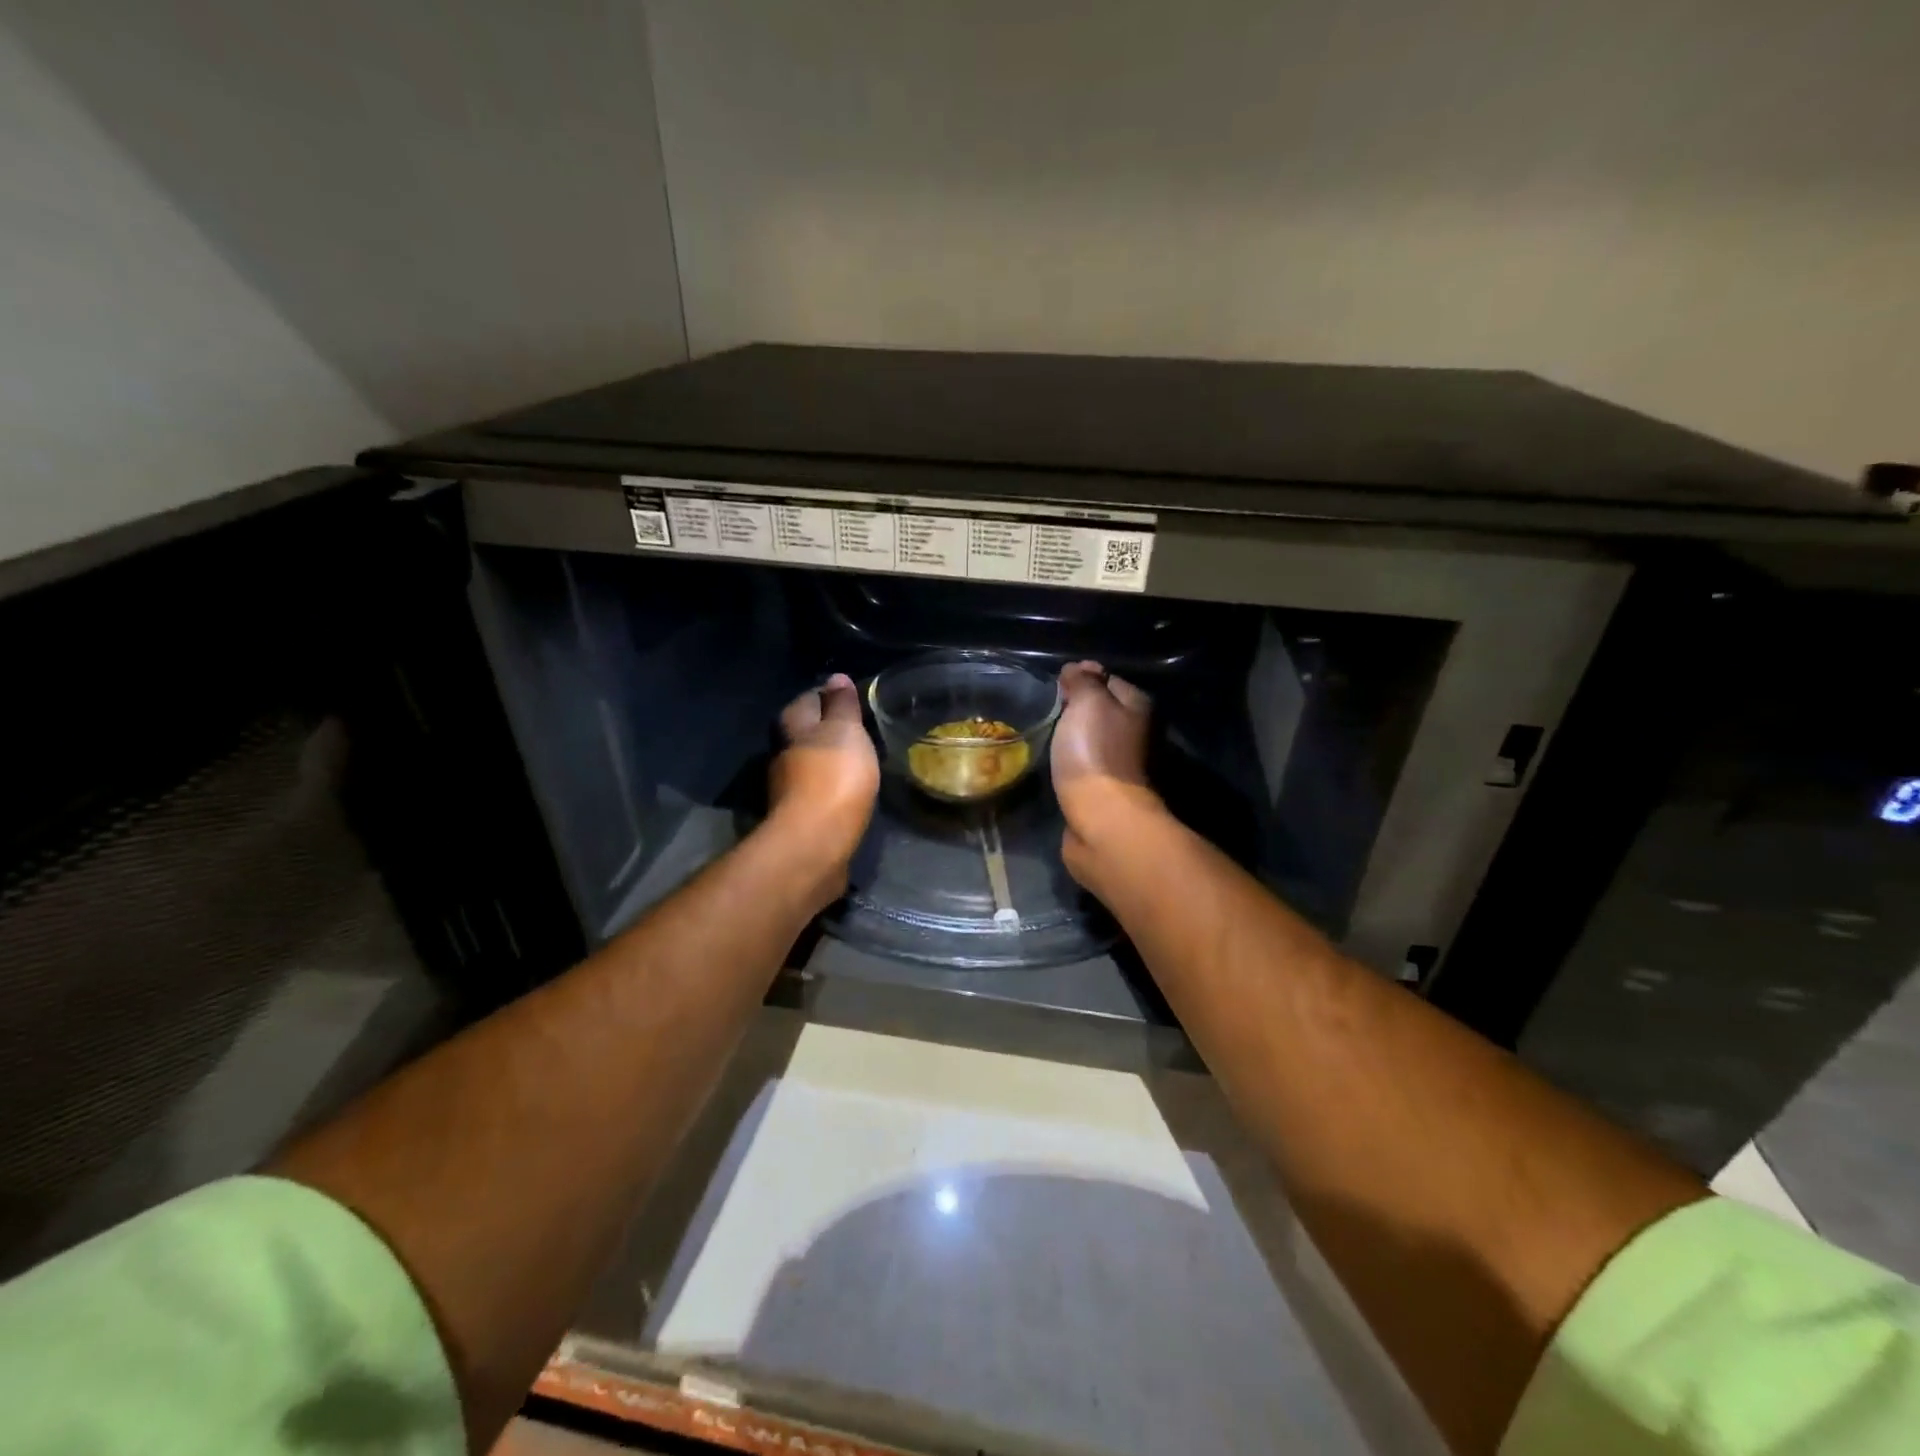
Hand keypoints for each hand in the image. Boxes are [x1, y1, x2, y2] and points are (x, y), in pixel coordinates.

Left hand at [769, 673, 879, 869]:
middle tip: (860, 729)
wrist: (816, 841)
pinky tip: (852, 790)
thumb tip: (836, 677)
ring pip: (812, 762)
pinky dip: (833, 786)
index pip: (809, 698)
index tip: (855, 700)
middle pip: (806, 731)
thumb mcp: (845, 730)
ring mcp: (789, 786)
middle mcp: (784, 752)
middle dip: (829, 728)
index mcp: (792, 725)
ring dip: (831, 759)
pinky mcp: (801, 815)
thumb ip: (842, 704)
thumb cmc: (833, 776)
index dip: (831, 696)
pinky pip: (819, 790)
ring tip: (860, 759)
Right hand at [1052, 661, 1160, 880]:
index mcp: (1139, 707)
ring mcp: (1123, 765)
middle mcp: (1138, 733)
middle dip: (1076, 710)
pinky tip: (1055, 765)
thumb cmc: (1095, 753)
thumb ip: (1084, 680)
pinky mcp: (1107, 792)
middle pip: (1102, 712)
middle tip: (1046, 711)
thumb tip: (1079, 668)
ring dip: (1073, 739)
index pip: (1108, 680)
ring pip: (1094, 741)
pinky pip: (1086, 766)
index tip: (1055, 686)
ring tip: (1046, 737)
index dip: (1082, 679)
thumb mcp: (1088, 703)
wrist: (1101, 819)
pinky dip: (1072, 764)